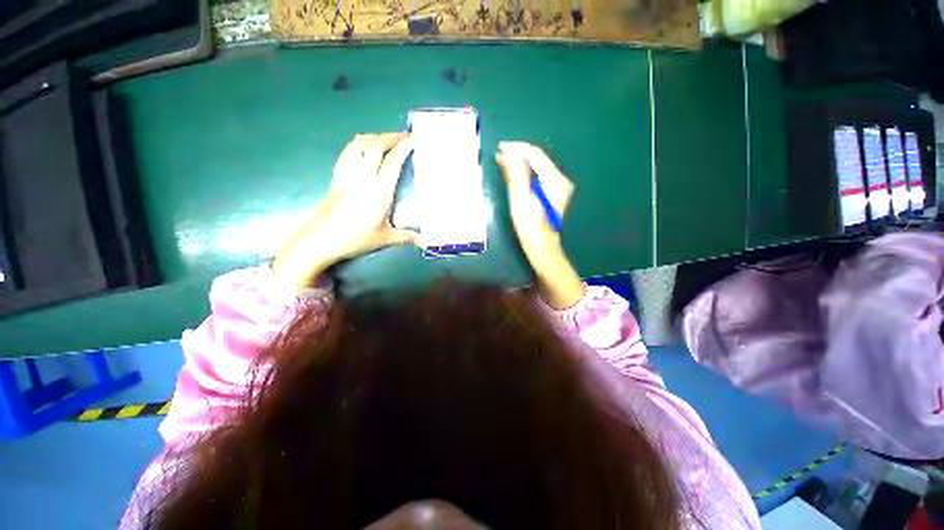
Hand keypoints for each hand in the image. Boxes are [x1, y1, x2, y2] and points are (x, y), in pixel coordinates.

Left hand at [273, 133, 418, 288]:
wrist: (320, 240)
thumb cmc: (355, 239)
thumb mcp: (385, 239)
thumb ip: (407, 237)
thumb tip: (426, 242)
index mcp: (379, 192)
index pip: (392, 162)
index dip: (403, 147)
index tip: (414, 139)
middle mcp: (363, 178)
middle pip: (376, 147)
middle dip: (391, 137)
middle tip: (405, 136)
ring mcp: (347, 176)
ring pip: (359, 146)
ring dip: (374, 137)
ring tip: (386, 138)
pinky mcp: (337, 178)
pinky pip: (347, 153)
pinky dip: (357, 144)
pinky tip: (362, 145)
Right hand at [496, 142, 584, 308]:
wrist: (541, 247)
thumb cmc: (529, 226)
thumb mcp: (520, 200)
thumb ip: (515, 175)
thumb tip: (507, 153)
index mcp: (555, 180)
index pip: (536, 155)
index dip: (517, 148)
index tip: (500, 147)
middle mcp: (561, 179)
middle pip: (538, 159)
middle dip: (518, 154)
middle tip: (499, 154)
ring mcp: (558, 186)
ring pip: (537, 166)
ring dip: (520, 162)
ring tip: (502, 160)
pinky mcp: (553, 192)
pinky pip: (537, 175)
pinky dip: (524, 171)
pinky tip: (513, 172)